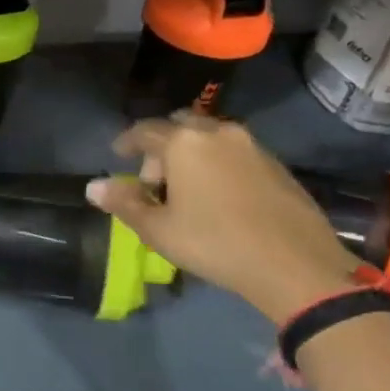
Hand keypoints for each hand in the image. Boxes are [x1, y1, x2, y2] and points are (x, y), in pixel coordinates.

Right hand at [85, 114, 359, 325]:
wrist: (295, 264)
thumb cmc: (214, 243)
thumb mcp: (159, 230)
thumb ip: (125, 203)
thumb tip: (94, 186)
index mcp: (183, 143)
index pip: (144, 130)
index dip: (127, 142)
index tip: (117, 155)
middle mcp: (217, 132)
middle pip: (179, 126)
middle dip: (161, 146)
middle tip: (154, 180)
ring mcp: (251, 145)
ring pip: (209, 137)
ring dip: (191, 154)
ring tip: (186, 190)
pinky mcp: (276, 163)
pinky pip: (234, 152)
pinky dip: (217, 163)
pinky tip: (218, 196)